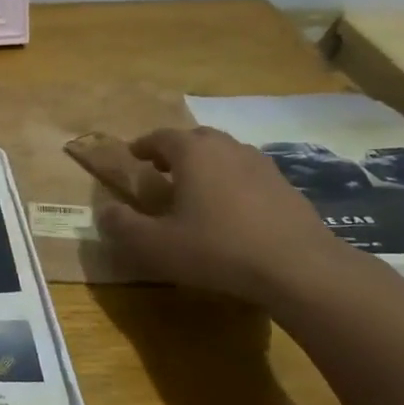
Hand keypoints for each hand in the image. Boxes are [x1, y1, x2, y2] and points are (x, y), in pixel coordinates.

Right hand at [95, 127, 341, 301]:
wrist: (299, 268)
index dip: (143, 145)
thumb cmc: (217, 249)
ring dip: (207, 164)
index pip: (160, 136)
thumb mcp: (155, 245)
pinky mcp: (286, 186)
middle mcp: (227, 148)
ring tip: (196, 188)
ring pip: (225, 153)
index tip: (133, 156)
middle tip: (162, 170)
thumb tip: (104, 211)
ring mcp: (261, 165)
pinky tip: (232, 210)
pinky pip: (249, 174)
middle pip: (196, 138)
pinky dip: (233, 181)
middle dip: (175, 150)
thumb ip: (123, 226)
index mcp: (193, 153)